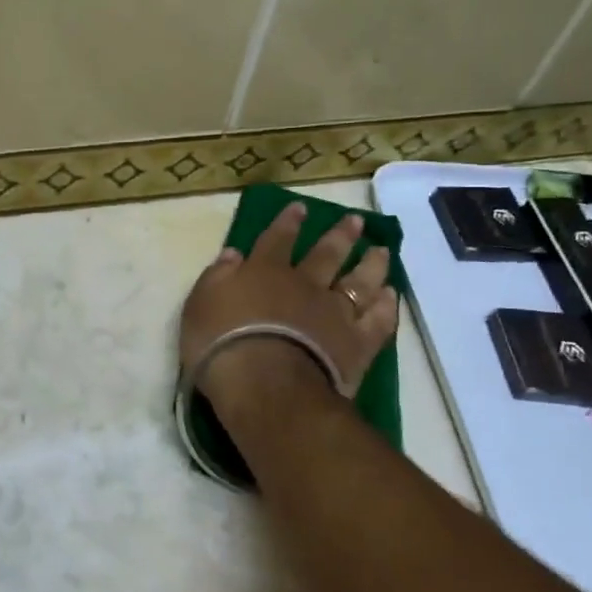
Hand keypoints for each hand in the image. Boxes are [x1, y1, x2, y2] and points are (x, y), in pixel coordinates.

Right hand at [180, 204, 398, 404]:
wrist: (264, 384)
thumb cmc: (221, 343)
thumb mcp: (200, 304)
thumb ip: (218, 276)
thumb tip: (233, 253)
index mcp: (265, 272)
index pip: (277, 239)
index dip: (288, 222)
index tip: (301, 207)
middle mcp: (305, 285)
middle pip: (327, 254)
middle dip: (341, 235)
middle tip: (355, 221)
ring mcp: (335, 313)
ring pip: (359, 281)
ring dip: (370, 264)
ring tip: (381, 251)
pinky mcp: (357, 344)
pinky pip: (377, 321)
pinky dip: (386, 307)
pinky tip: (390, 296)